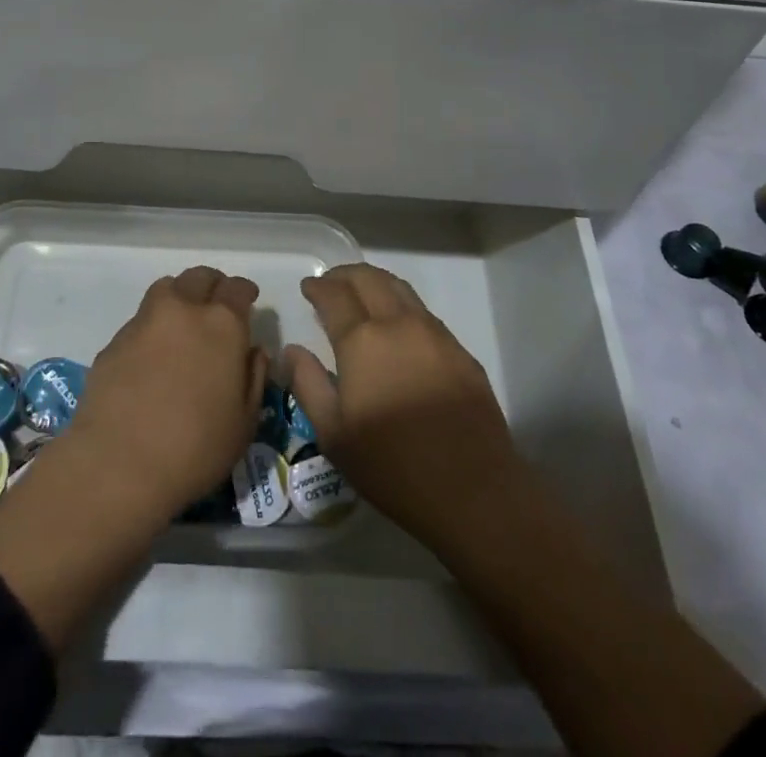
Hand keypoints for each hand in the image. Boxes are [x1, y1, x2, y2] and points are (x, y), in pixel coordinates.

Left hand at [61, 264, 267, 525]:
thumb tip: (253, 351)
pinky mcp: (115, 340)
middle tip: (216, 305)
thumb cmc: (196, 448)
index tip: (248, 300)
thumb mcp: (245, 422)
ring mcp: (145, 321)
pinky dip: (153, 326)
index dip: (245, 291)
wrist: (118, 464)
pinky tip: (153, 355)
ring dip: (180, 295)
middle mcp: (183, 309)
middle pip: (200, 277)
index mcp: (222, 324)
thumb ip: (254, 377)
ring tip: (183, 319)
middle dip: (213, 285)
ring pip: (167, 288)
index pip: (237, 288)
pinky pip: (141, 319)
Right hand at [284, 262, 525, 554]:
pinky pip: (424, 313)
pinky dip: (402, 306)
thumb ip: (308, 384)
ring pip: (400, 289)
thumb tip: (292, 350)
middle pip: (369, 278)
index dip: (318, 286)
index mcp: (363, 340)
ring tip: (362, 294)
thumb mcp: (333, 434)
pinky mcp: (460, 351)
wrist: (473, 490)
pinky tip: (398, 328)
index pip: (334, 295)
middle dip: (345, 275)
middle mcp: (399, 324)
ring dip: (375, 283)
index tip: (308, 287)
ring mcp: (435, 334)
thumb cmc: (392, 465)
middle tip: (330, 283)